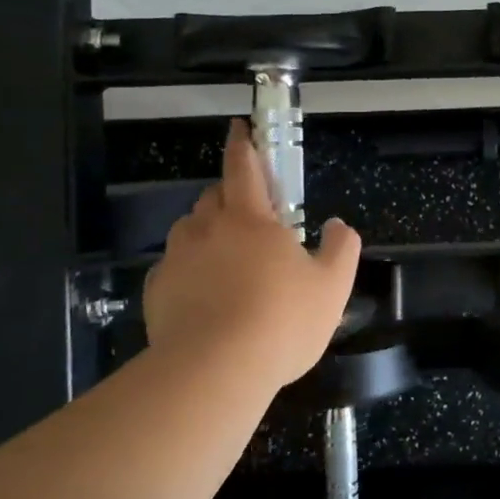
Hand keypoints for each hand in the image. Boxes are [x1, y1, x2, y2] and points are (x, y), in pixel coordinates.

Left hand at [143, 120, 361, 396]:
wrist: (214, 371)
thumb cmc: (281, 321)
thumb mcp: (332, 287)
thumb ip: (342, 249)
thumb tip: (339, 225)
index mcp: (250, 218)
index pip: (243, 166)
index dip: (243, 144)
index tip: (240, 128)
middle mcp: (207, 229)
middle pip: (214, 196)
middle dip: (230, 196)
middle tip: (251, 218)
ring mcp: (177, 260)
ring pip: (190, 231)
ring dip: (207, 234)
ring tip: (227, 263)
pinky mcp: (157, 292)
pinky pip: (174, 269)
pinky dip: (188, 272)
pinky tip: (204, 298)